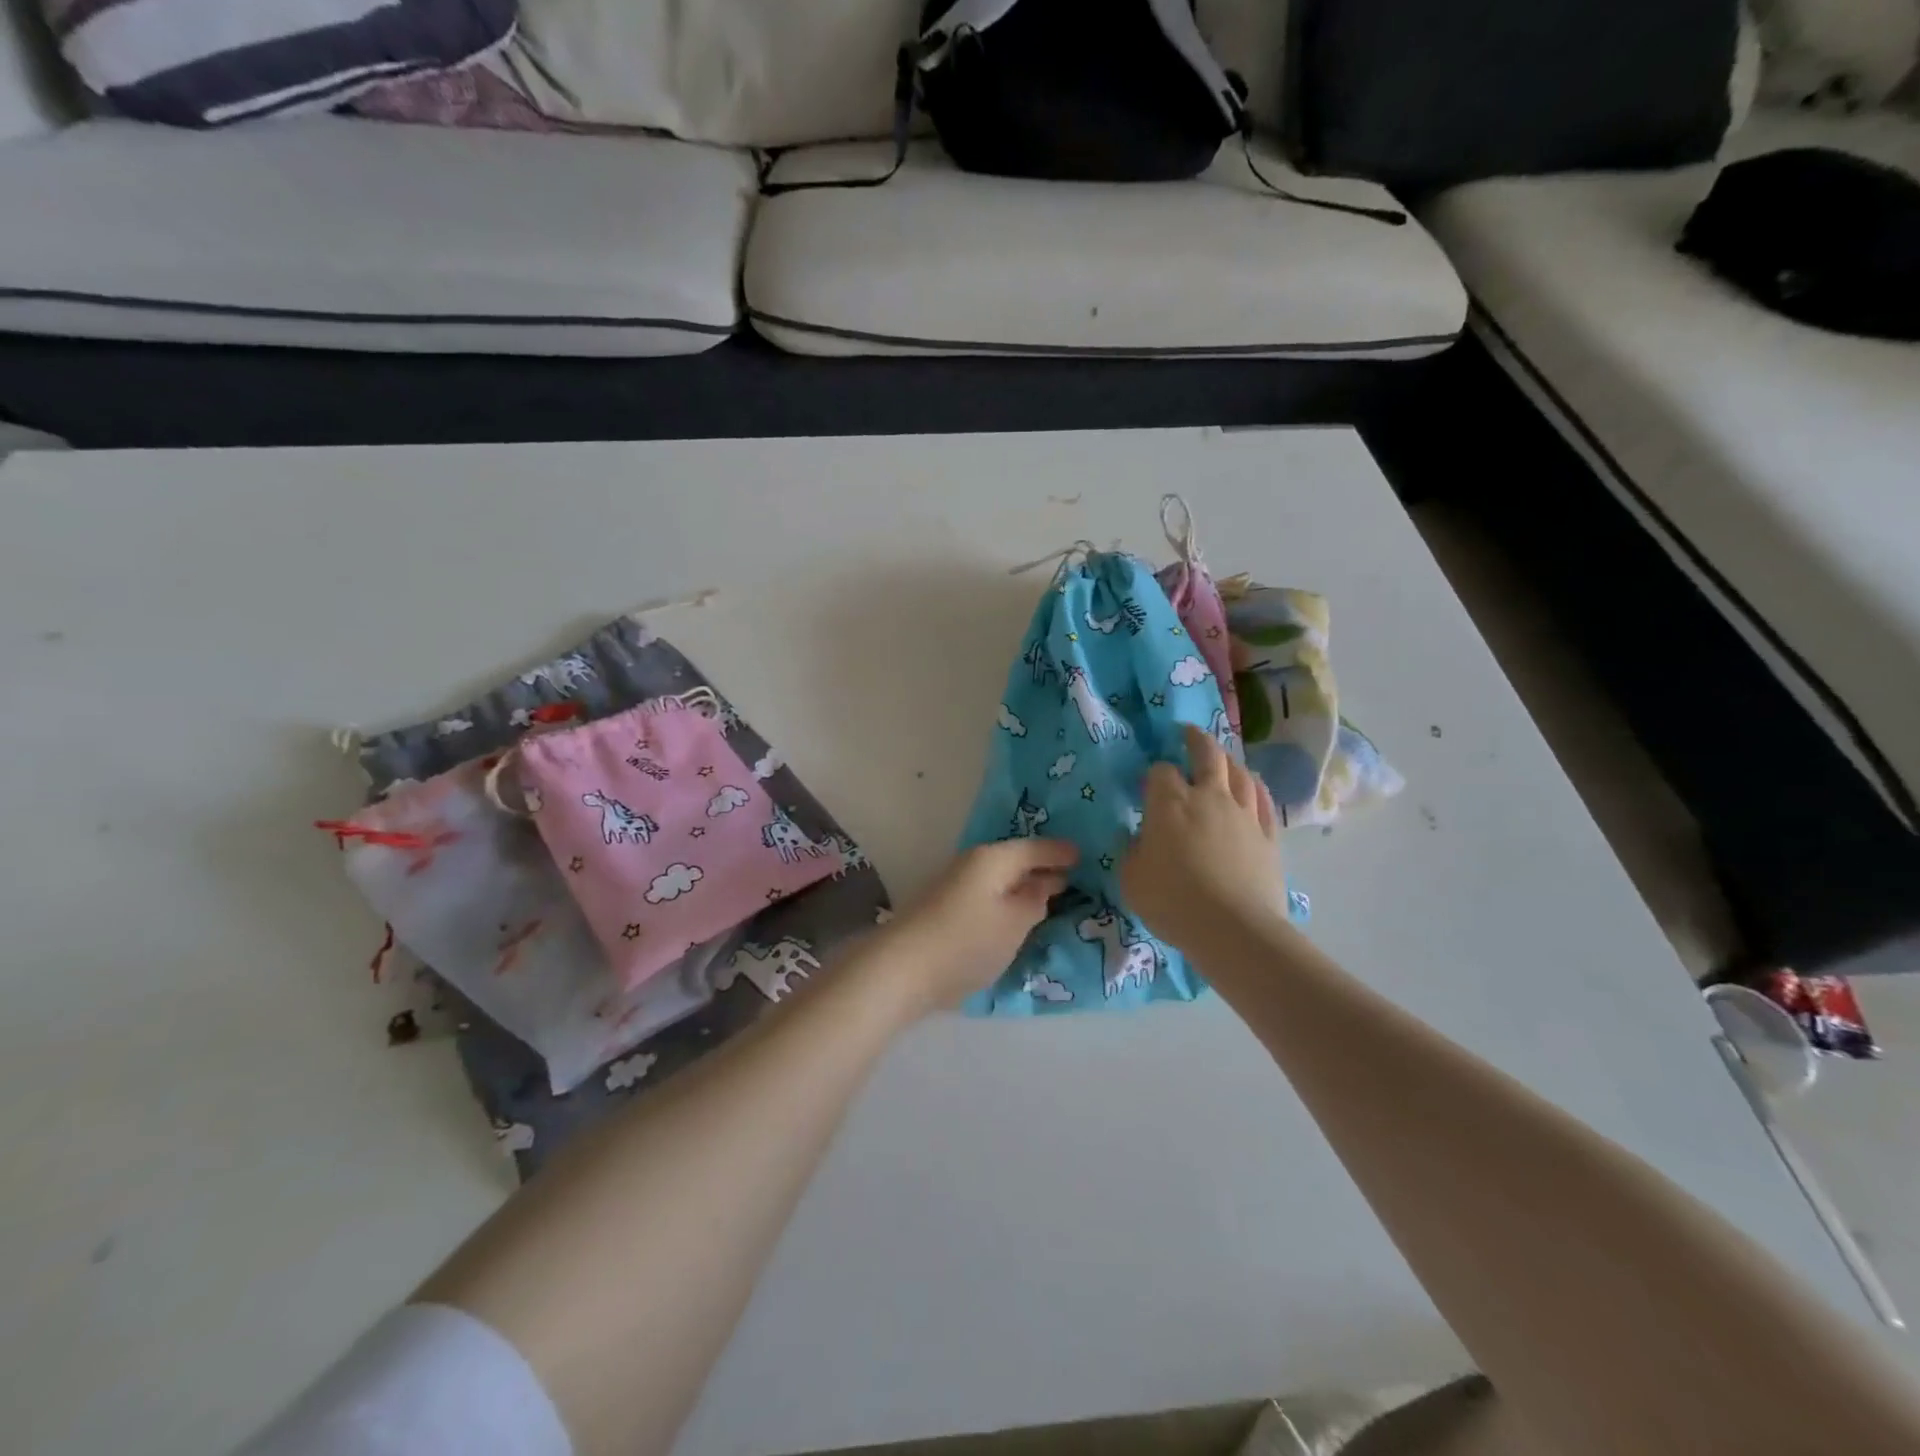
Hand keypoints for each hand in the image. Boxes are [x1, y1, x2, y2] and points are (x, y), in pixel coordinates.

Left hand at [875, 839, 1077, 1013]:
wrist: (901, 969)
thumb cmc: (967, 941)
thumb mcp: (1015, 922)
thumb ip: (1036, 900)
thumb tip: (1046, 883)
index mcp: (993, 858)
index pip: (1035, 847)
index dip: (1061, 852)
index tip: (1086, 856)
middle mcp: (972, 864)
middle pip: (1015, 861)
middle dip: (1043, 868)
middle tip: (1076, 878)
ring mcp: (955, 886)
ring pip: (1000, 880)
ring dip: (1023, 887)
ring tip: (1051, 898)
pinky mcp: (945, 910)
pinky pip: (988, 897)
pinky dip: (1007, 902)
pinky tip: (1017, 916)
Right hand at [1121, 725, 1284, 950]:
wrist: (1232, 929)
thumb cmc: (1172, 901)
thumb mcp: (1131, 877)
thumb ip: (1132, 850)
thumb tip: (1139, 837)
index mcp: (1169, 803)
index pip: (1160, 772)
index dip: (1154, 774)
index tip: (1148, 785)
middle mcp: (1209, 797)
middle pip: (1207, 755)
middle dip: (1196, 740)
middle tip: (1189, 733)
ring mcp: (1244, 815)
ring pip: (1240, 773)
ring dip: (1229, 761)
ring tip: (1223, 759)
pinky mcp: (1269, 836)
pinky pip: (1265, 801)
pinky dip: (1256, 788)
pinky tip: (1253, 786)